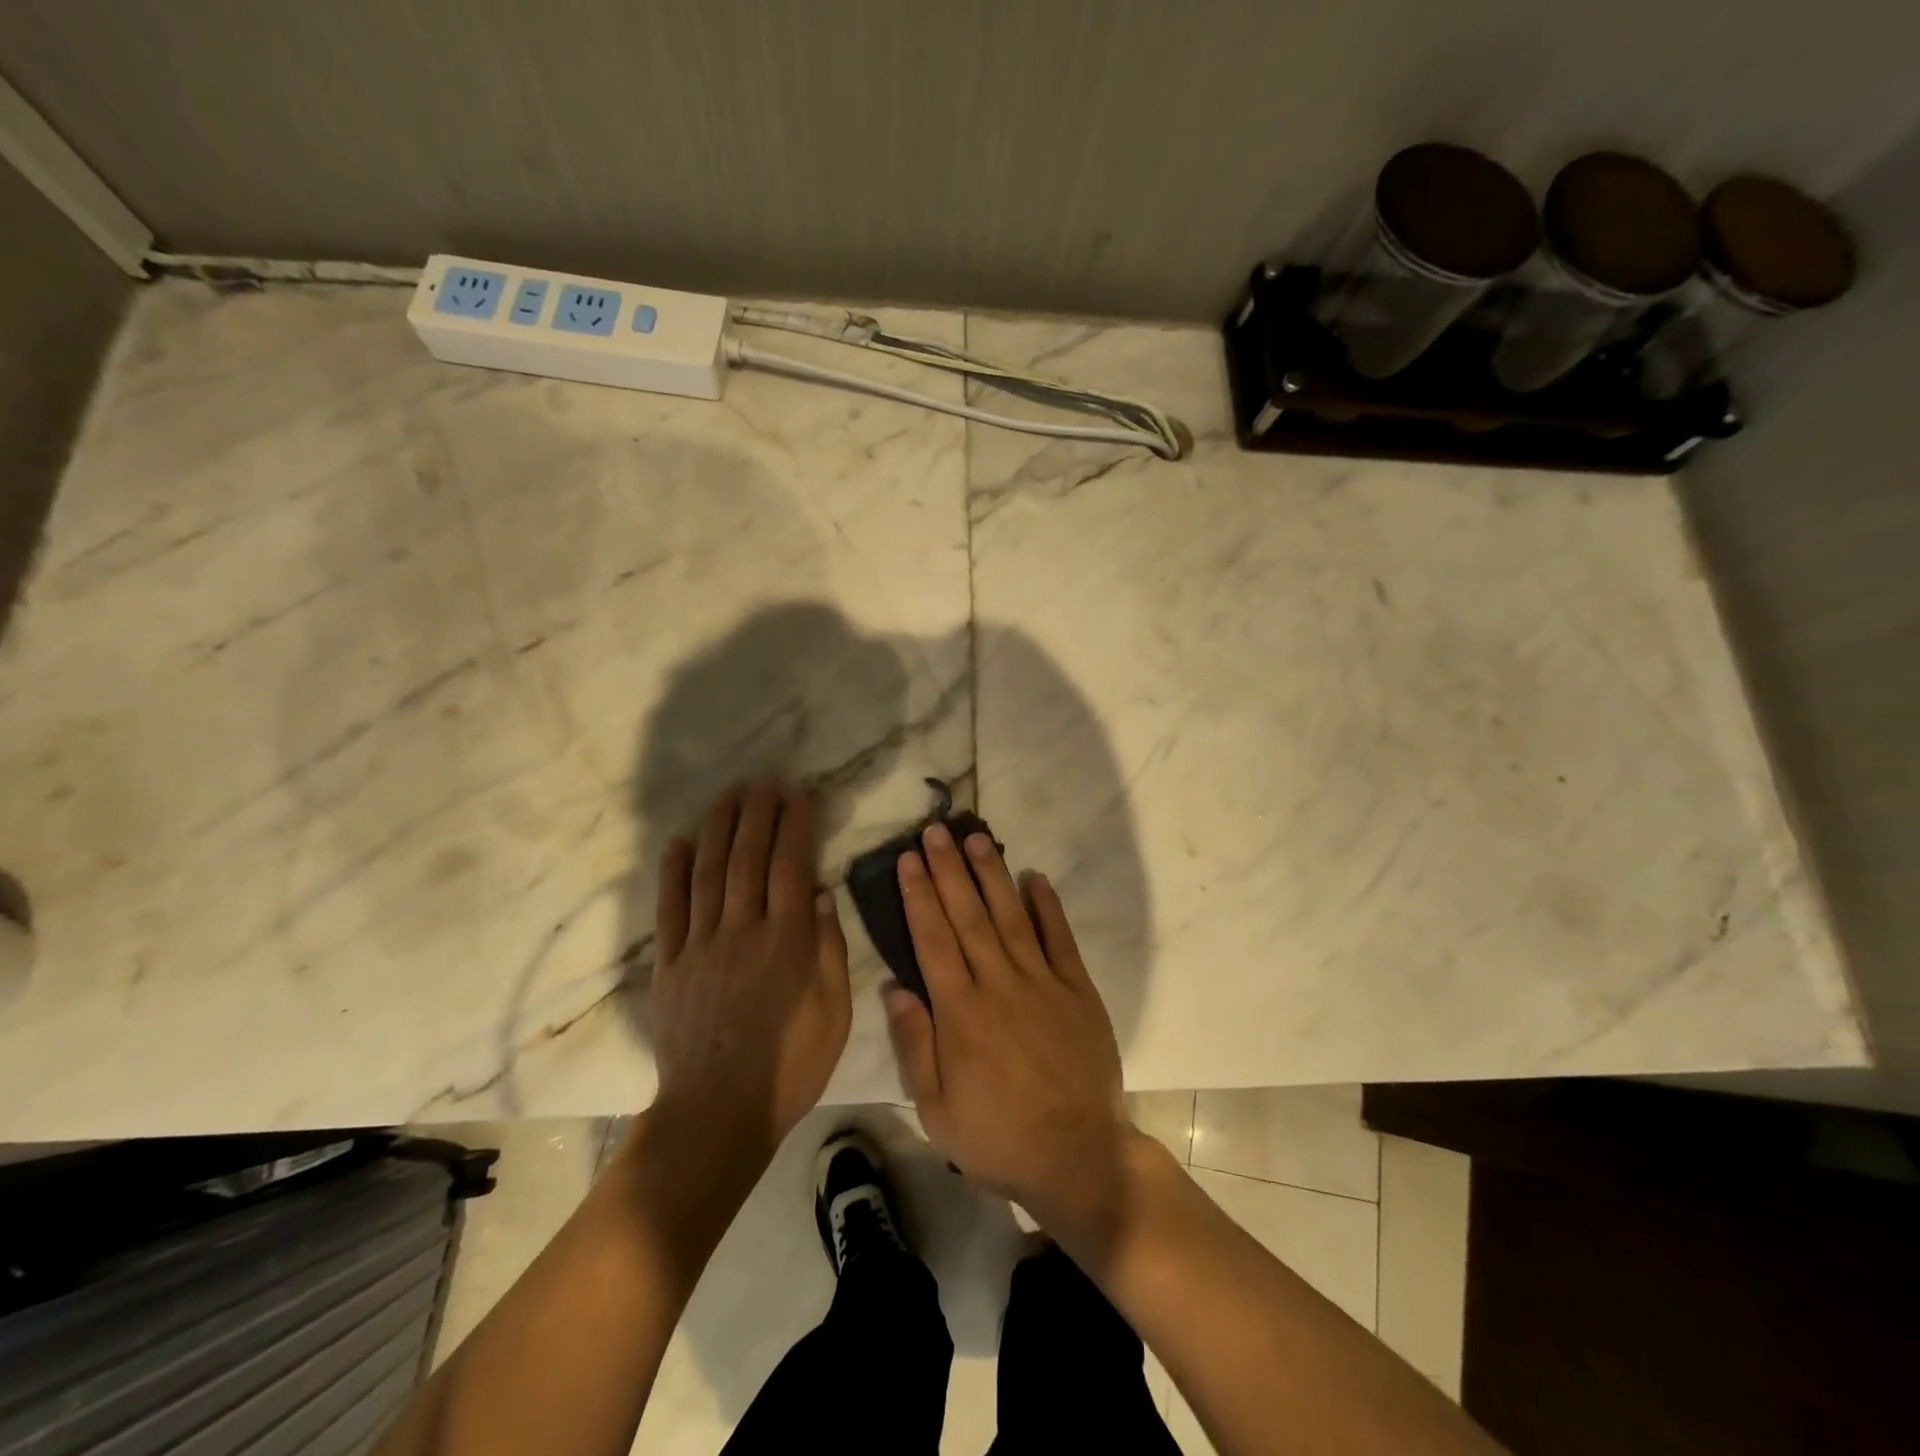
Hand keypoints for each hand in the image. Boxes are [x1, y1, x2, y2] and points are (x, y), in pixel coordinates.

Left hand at [649, 780, 850, 1153]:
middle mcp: (742, 931)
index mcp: (787, 941)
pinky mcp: (669, 965)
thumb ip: (829, 950)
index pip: (791, 866)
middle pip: (748, 858)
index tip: (797, 794)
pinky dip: (672, 873)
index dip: (795, 825)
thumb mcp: (834, 1013)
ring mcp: (700, 946)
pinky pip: (669, 910)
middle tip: (764, 781)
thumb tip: (823, 895)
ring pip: (708, 873)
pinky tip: (677, 843)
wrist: (718, 1114)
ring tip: (728, 795)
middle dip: (757, 814)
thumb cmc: (790, 1066)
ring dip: (718, 828)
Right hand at [883, 822, 1137, 1247]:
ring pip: (1011, 917)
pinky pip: (1060, 939)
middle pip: (968, 916)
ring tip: (977, 838)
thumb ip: (915, 1043)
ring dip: (992, 875)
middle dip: (949, 870)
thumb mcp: (937, 1107)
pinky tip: (1035, 877)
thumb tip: (895, 986)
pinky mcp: (1077, 989)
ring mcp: (1042, 983)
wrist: (1078, 1156)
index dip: (919, 896)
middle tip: (936, 830)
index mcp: (961, 1012)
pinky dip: (1047, 906)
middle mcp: (999, 984)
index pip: (933, 939)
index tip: (908, 859)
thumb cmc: (998, 1137)